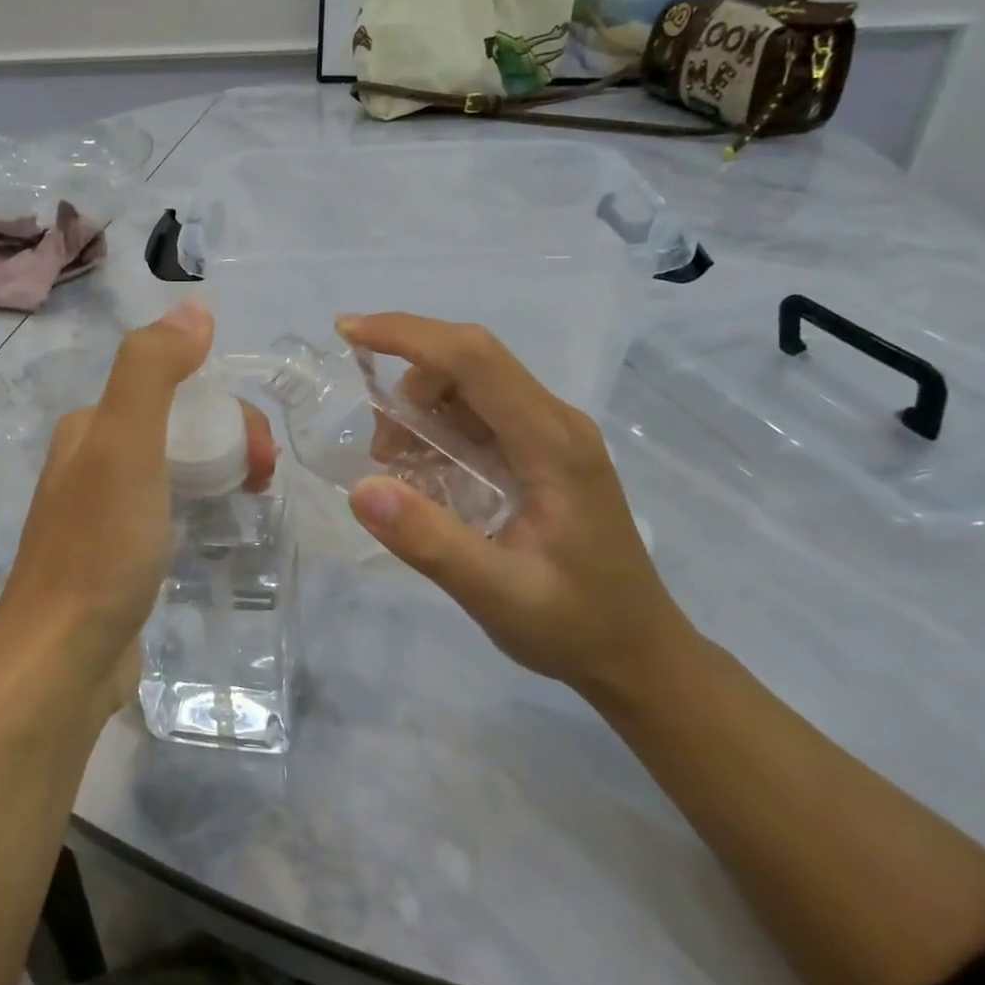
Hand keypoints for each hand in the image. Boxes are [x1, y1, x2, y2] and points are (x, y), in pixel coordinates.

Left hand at [0, 303, 275, 730]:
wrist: (60, 662)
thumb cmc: (99, 550)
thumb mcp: (126, 447)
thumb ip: (152, 371)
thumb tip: (195, 307)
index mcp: (91, 428)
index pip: (175, 391)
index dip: (229, 411)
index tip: (263, 456)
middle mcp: (91, 462)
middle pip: (178, 429)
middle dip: (230, 442)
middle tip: (262, 483)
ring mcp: (101, 513)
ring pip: (175, 470)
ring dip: (219, 473)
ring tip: (251, 505)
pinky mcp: (116, 557)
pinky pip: (168, 512)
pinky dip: (199, 509)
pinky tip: (215, 534)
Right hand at [338, 312, 691, 696]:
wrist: (637, 653)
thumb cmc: (574, 625)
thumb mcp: (496, 595)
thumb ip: (430, 542)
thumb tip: (361, 487)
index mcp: (552, 443)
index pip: (474, 358)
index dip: (407, 335)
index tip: (347, 332)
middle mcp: (556, 423)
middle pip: (471, 361)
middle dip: (407, 381)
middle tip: (379, 450)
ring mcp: (552, 435)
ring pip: (471, 386)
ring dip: (420, 410)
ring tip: (400, 472)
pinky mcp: (543, 453)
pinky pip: (480, 415)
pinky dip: (438, 430)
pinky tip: (427, 477)